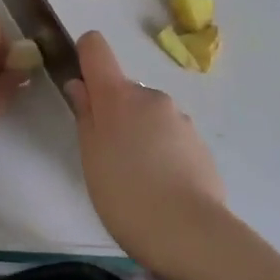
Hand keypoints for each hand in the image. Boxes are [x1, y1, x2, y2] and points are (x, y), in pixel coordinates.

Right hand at [64, 31, 227, 273]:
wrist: (189, 232)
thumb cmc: (125, 194)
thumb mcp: (91, 156)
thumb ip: (85, 115)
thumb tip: (80, 85)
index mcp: (119, 95)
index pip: (96, 48)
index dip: (85, 56)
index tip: (81, 86)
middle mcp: (152, 96)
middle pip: (124, 91)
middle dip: (115, 114)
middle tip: (108, 158)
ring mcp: (180, 119)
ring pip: (149, 116)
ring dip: (140, 135)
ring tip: (136, 181)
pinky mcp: (200, 144)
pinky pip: (171, 138)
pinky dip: (162, 153)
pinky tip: (161, 189)